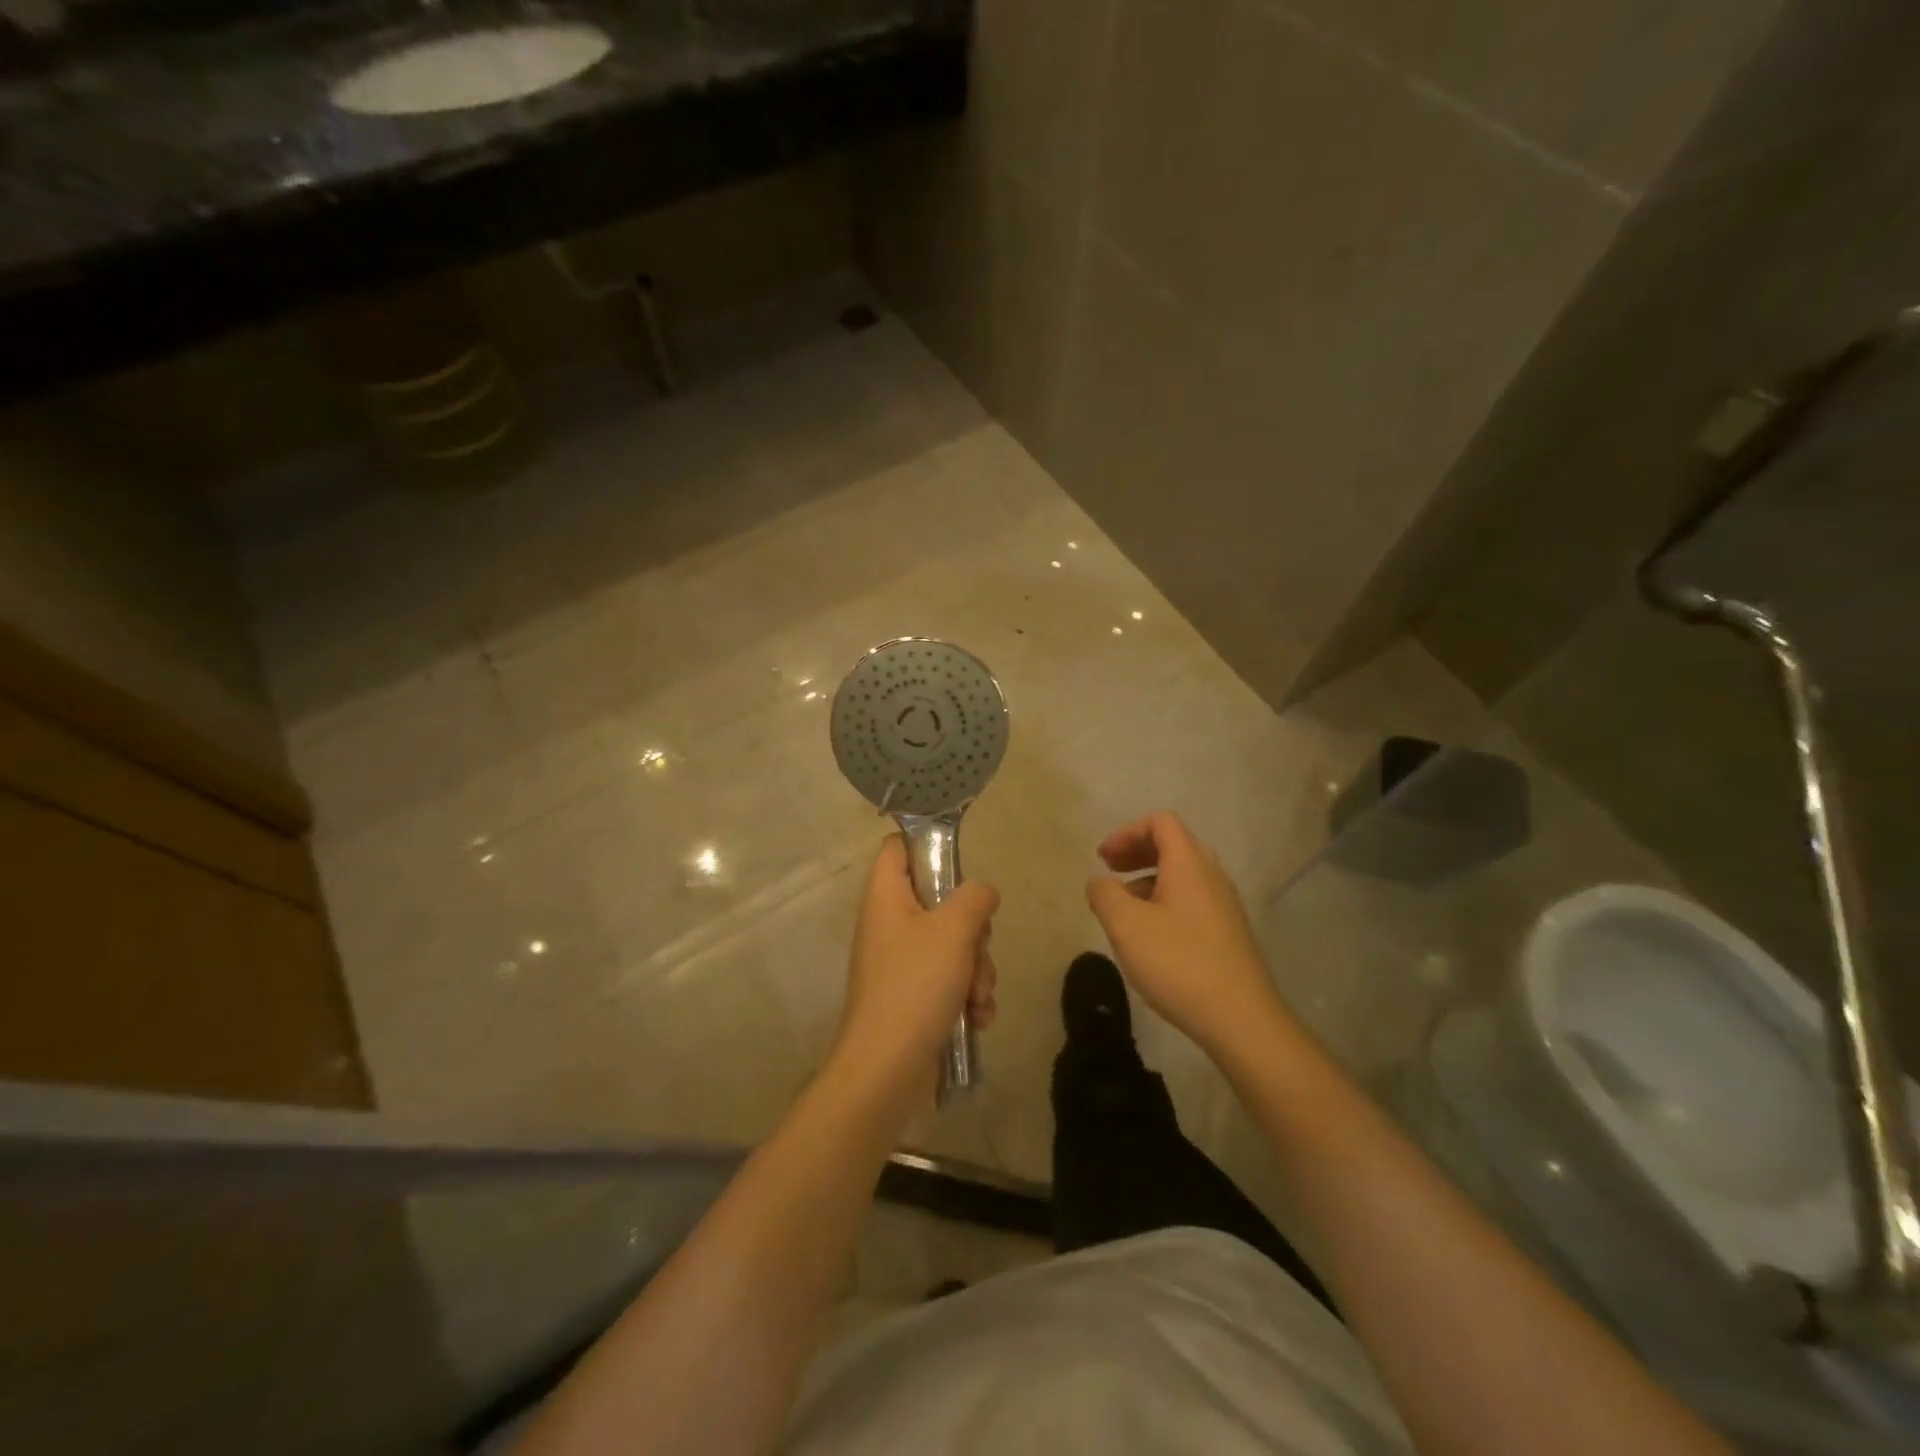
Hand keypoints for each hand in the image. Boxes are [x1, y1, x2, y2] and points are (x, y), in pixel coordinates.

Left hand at [832, 835, 998, 1106]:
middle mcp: (890, 924)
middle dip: (973, 930)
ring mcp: (900, 963)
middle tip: (977, 947)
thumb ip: (974, 898)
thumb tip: (982, 893)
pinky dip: (967, 996)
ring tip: (977, 997)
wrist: (887, 1070)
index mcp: (886, 897)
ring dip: (977, 970)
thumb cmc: (915, 986)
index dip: (925, 844)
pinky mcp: (912, 996)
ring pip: (953, 945)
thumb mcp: (954, 930)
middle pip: (940, 901)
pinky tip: (977, 1018)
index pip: (897, 847)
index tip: (959, 862)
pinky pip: (949, 980)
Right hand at [1085, 812, 1287, 1056]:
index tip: (1103, 859)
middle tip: (1109, 872)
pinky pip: (1193, 900)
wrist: (1241, 1019)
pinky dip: (1165, 902)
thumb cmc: (1178, 963)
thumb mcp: (1126, 926)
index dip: (1127, 832)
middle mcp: (1212, 876)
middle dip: (1137, 853)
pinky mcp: (1229, 933)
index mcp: (1189, 864)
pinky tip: (1151, 937)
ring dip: (1149, 879)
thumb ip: (1104, 894)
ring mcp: (1225, 906)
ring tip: (1124, 909)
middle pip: (1174, 845)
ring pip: (1183, 875)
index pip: (1161, 823)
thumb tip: (1099, 882)